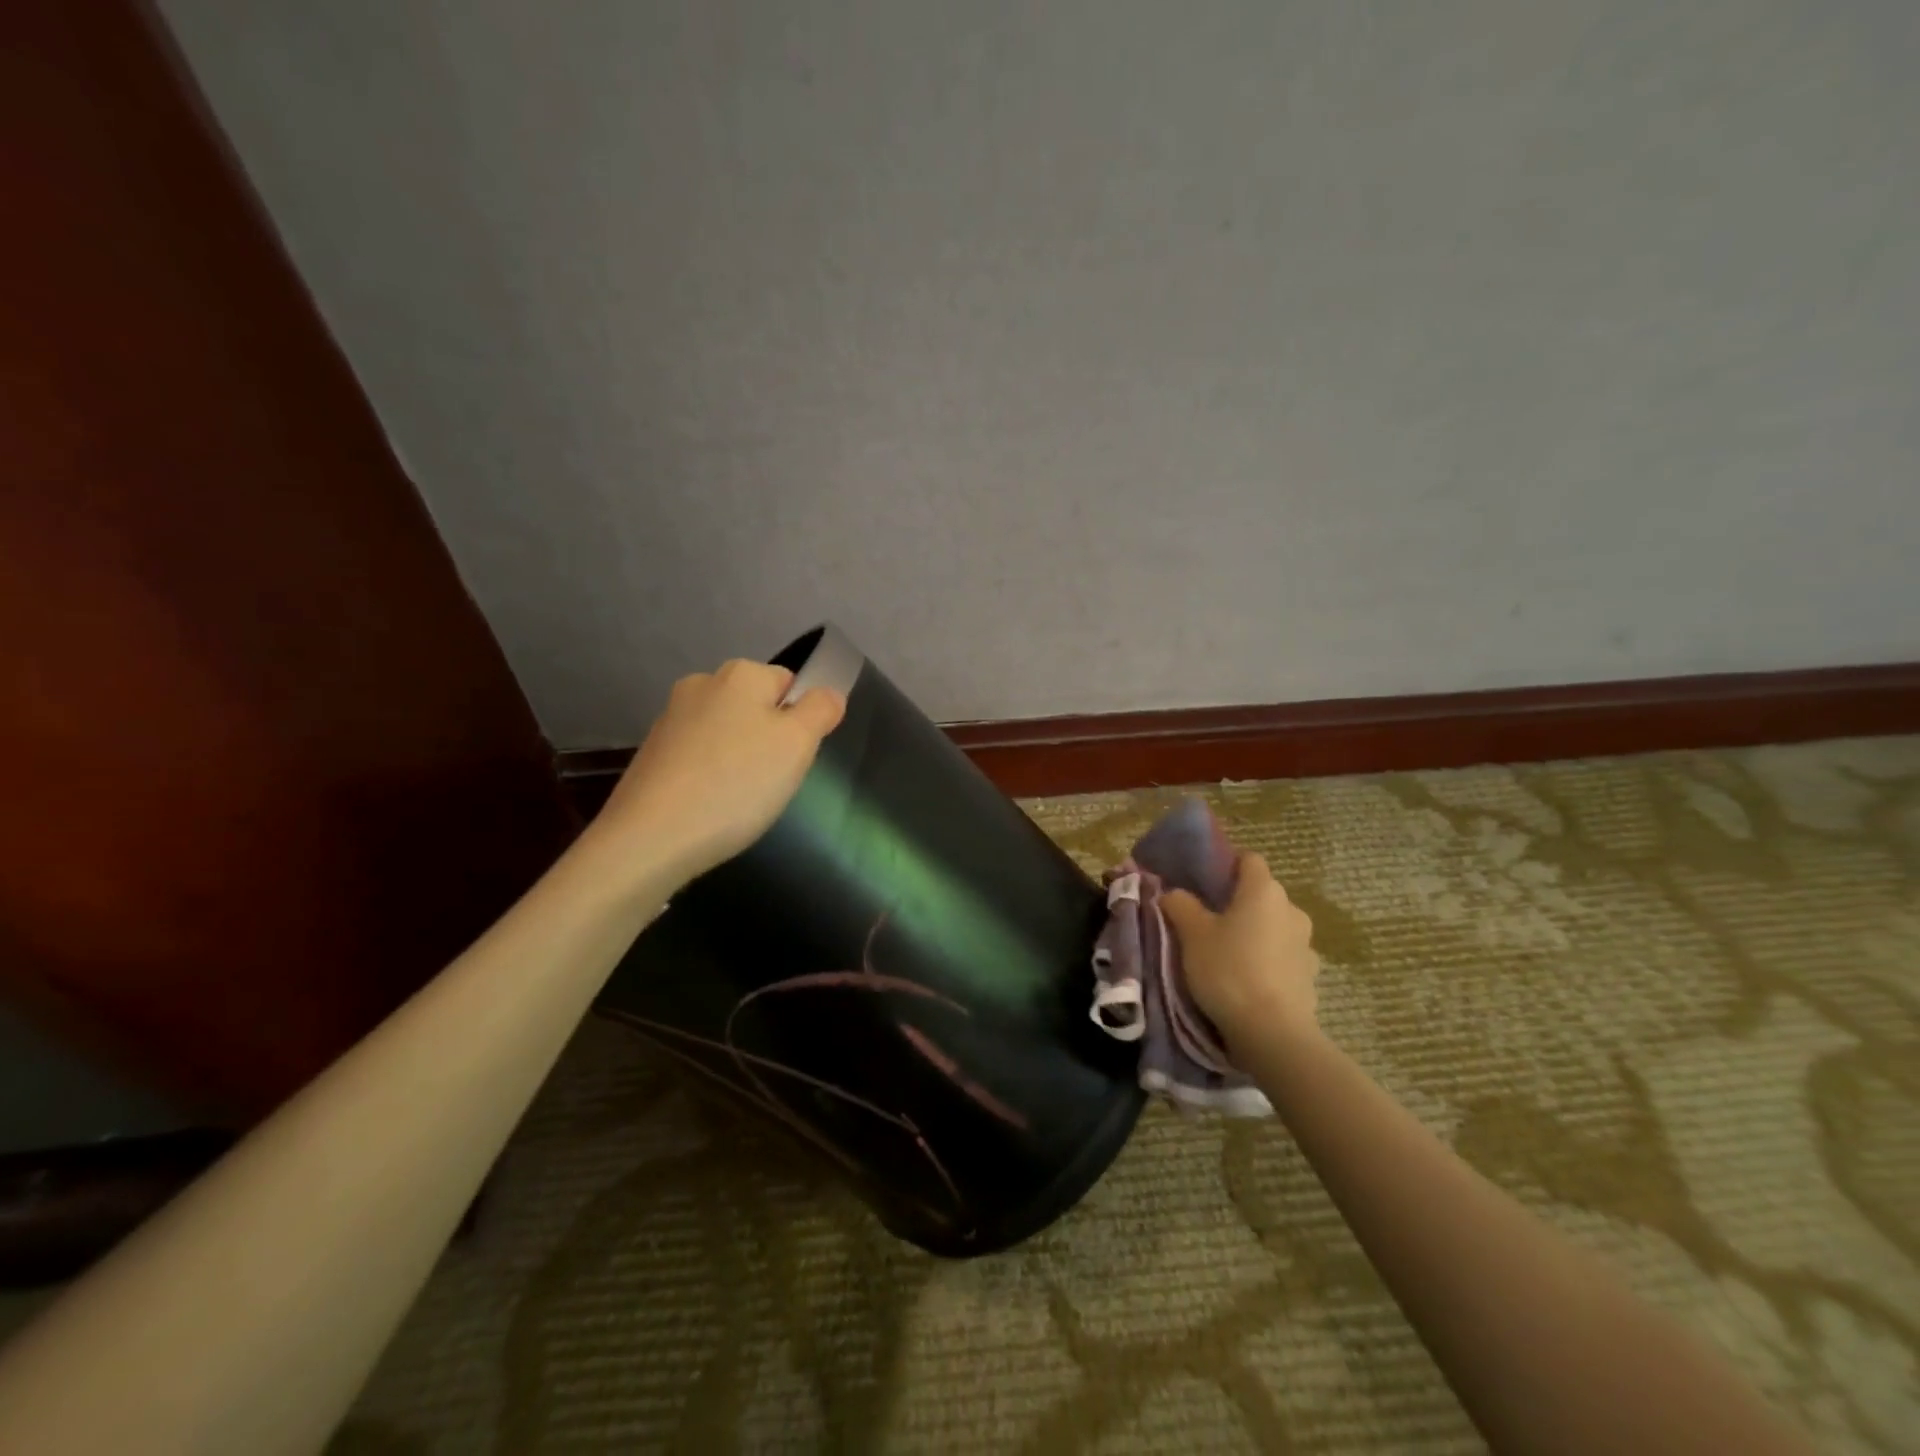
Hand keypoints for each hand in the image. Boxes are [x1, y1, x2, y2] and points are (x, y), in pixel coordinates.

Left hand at [593, 659, 845, 883]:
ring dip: (740, 759)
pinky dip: (710, 776)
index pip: (790, 683)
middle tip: (773, 781)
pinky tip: (710, 807)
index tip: (796, 758)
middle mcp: (701, 685)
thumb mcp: (798, 744)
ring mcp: (670, 719)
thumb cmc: (737, 784)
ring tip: (740, 800)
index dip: (802, 720)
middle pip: (756, 707)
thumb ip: (821, 709)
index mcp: (740, 674)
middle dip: (770, 739)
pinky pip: (699, 758)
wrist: (651, 839)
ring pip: (727, 733)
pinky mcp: (651, 754)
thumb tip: (828, 693)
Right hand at [1161, 853, 1319, 1052]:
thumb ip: (1180, 905)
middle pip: (1261, 894)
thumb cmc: (1228, 970)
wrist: (1272, 1033)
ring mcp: (1306, 944)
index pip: (1248, 859)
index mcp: (1264, 890)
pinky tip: (1249, 979)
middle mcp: (1291, 909)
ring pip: (1274, 926)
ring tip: (1228, 954)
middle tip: (1207, 921)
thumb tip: (1174, 892)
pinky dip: (1268, 960)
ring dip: (1255, 933)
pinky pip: (1283, 956)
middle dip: (1237, 902)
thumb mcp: (1192, 934)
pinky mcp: (1310, 976)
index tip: (1203, 882)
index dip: (1226, 864)